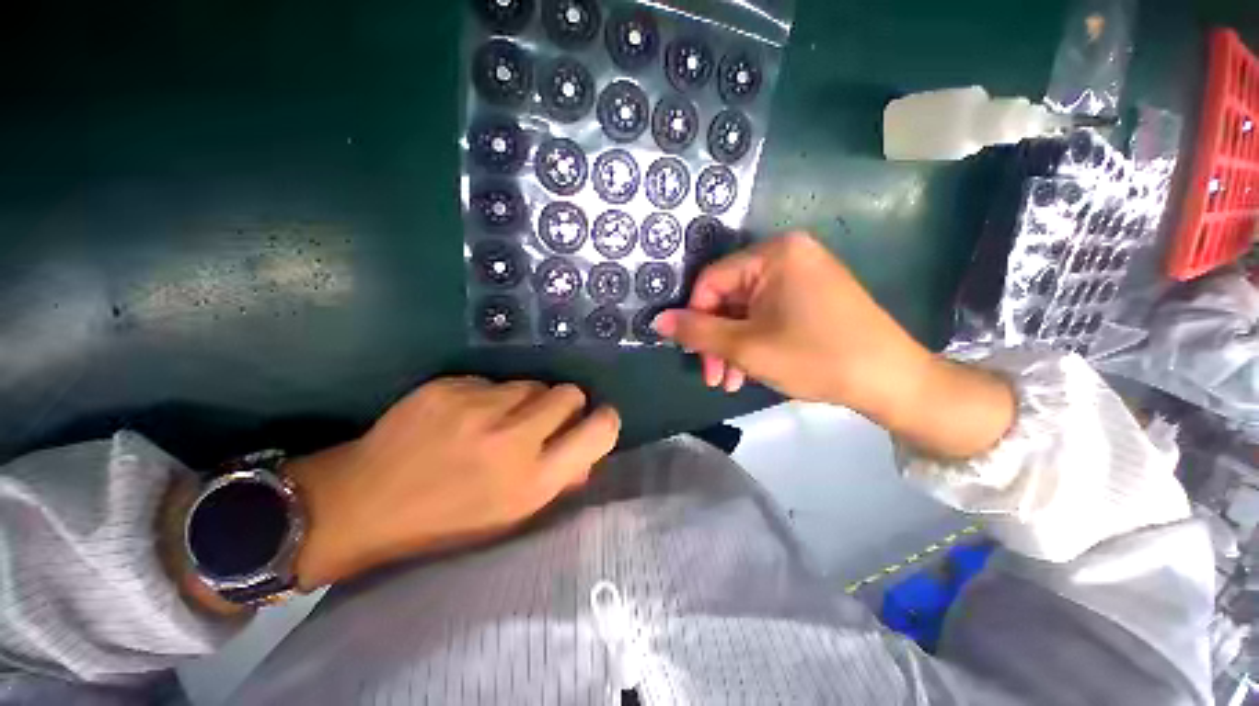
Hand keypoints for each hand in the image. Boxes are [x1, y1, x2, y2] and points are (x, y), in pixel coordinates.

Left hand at [285, 378, 619, 589]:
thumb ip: (559, 481)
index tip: (596, 420)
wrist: (362, 502)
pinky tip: (463, 416)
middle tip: (542, 420)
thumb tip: (587, 454)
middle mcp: (513, 439)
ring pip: (532, 383)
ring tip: (496, 421)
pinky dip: (489, 395)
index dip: (605, 421)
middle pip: (570, 393)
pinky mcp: (450, 386)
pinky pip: (493, 381)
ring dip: (526, 399)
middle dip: (565, 404)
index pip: (599, 431)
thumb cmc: (447, 519)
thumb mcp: (512, 517)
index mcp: (533, 480)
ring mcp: (479, 406)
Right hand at [652, 232, 1014, 458]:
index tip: (695, 355)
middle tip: (715, 377)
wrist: (892, 381)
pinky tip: (752, 368)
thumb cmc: (815, 357)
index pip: (711, 282)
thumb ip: (697, 331)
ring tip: (731, 381)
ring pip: (746, 310)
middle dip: (717, 340)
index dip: (695, 319)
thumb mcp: (746, 347)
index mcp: (774, 253)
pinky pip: (767, 313)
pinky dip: (754, 340)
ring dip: (733, 346)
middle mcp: (788, 254)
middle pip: (729, 297)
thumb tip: (657, 321)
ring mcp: (803, 273)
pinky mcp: (812, 294)